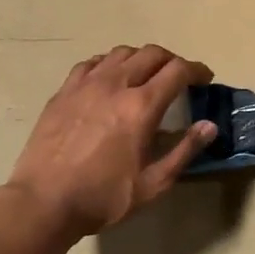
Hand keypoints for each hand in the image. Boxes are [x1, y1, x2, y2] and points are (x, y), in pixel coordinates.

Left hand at [7, 45, 216, 240]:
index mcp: (141, 106)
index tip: (204, 79)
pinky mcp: (64, 91)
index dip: (196, 70)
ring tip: (145, 75)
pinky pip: (92, 63)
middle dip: (171, 60)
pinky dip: (109, 63)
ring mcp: (86, 84)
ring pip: (121, 53)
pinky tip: (109, 79)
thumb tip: (210, 125)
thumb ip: (184, 151)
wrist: (44, 201)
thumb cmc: (103, 197)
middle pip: (151, 53)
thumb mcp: (153, 183)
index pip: (177, 71)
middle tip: (178, 77)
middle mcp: (115, 84)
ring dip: (141, 58)